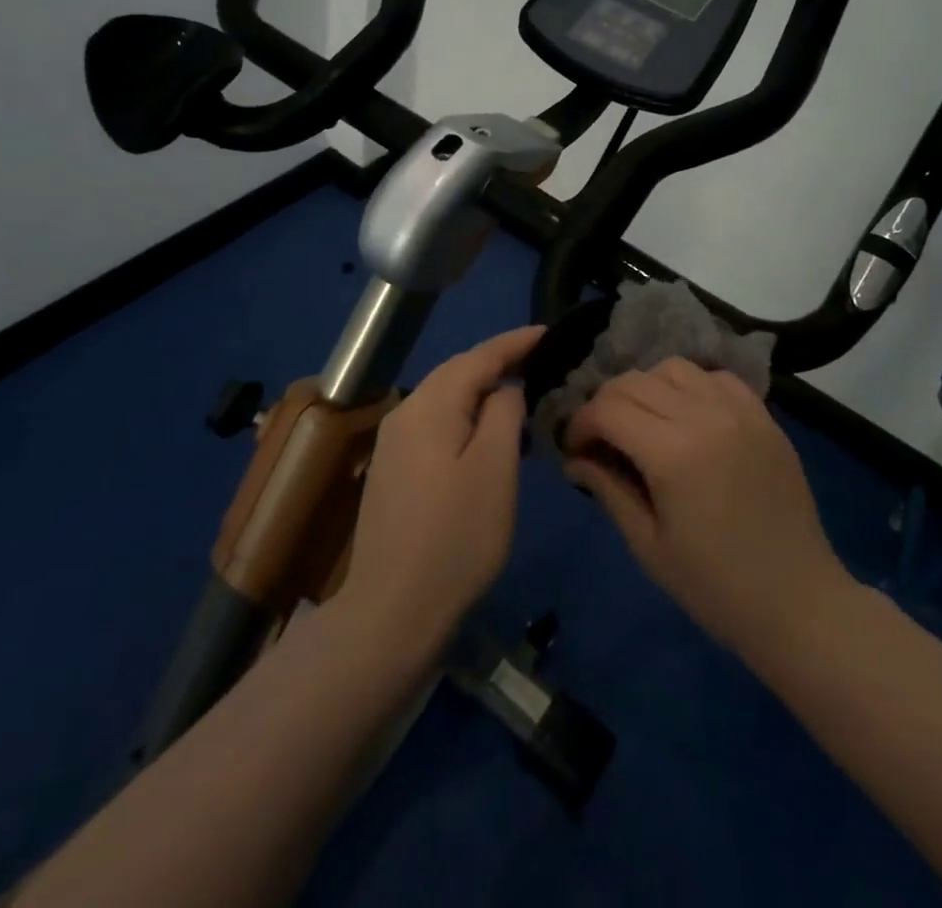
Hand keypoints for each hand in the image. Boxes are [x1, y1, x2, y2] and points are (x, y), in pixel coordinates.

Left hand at [337, 325, 543, 663]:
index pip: (478, 356)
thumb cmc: (456, 537)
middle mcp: (405, 413)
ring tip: (523, 395)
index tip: (549, 331)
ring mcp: (394, 443)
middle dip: (499, 363)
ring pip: (446, 399)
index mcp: (429, 405)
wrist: (392, 610)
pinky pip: (436, 424)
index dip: (515, 342)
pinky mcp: (393, 469)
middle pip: (458, 373)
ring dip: (483, 392)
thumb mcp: (495, 468)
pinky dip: (466, 417)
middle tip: (541, 360)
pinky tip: (487, 435)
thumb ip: (504, 413)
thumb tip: (505, 388)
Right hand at [563, 358, 849, 660]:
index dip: (580, 424)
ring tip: (645, 422)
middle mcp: (705, 417)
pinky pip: (716, 377)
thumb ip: (608, 490)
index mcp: (672, 453)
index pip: (607, 408)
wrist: (798, 602)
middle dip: (605, 403)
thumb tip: (575, 458)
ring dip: (647, 387)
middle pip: (634, 380)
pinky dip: (691, 386)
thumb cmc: (715, 587)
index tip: (575, 448)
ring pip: (674, 368)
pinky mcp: (764, 416)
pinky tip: (688, 416)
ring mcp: (739, 411)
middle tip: (602, 438)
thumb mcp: (649, 546)